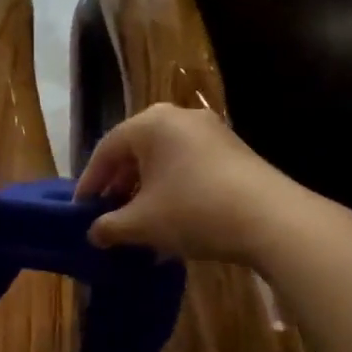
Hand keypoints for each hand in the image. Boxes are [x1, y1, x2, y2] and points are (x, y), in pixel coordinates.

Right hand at [75, 103, 288, 263]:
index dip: (90, 181)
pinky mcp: (233, 151)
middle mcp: (179, 117)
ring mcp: (210, 131)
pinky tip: (171, 220)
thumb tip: (93, 233)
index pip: (107, 149)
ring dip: (146, 190)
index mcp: (151, 123)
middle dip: (119, 185)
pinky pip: (188, 165)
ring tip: (138, 222)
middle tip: (108, 214)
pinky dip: (172, 188)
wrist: (271, 219)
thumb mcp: (142, 223)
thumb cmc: (194, 211)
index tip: (81, 210)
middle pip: (136, 150)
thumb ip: (110, 226)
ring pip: (164, 159)